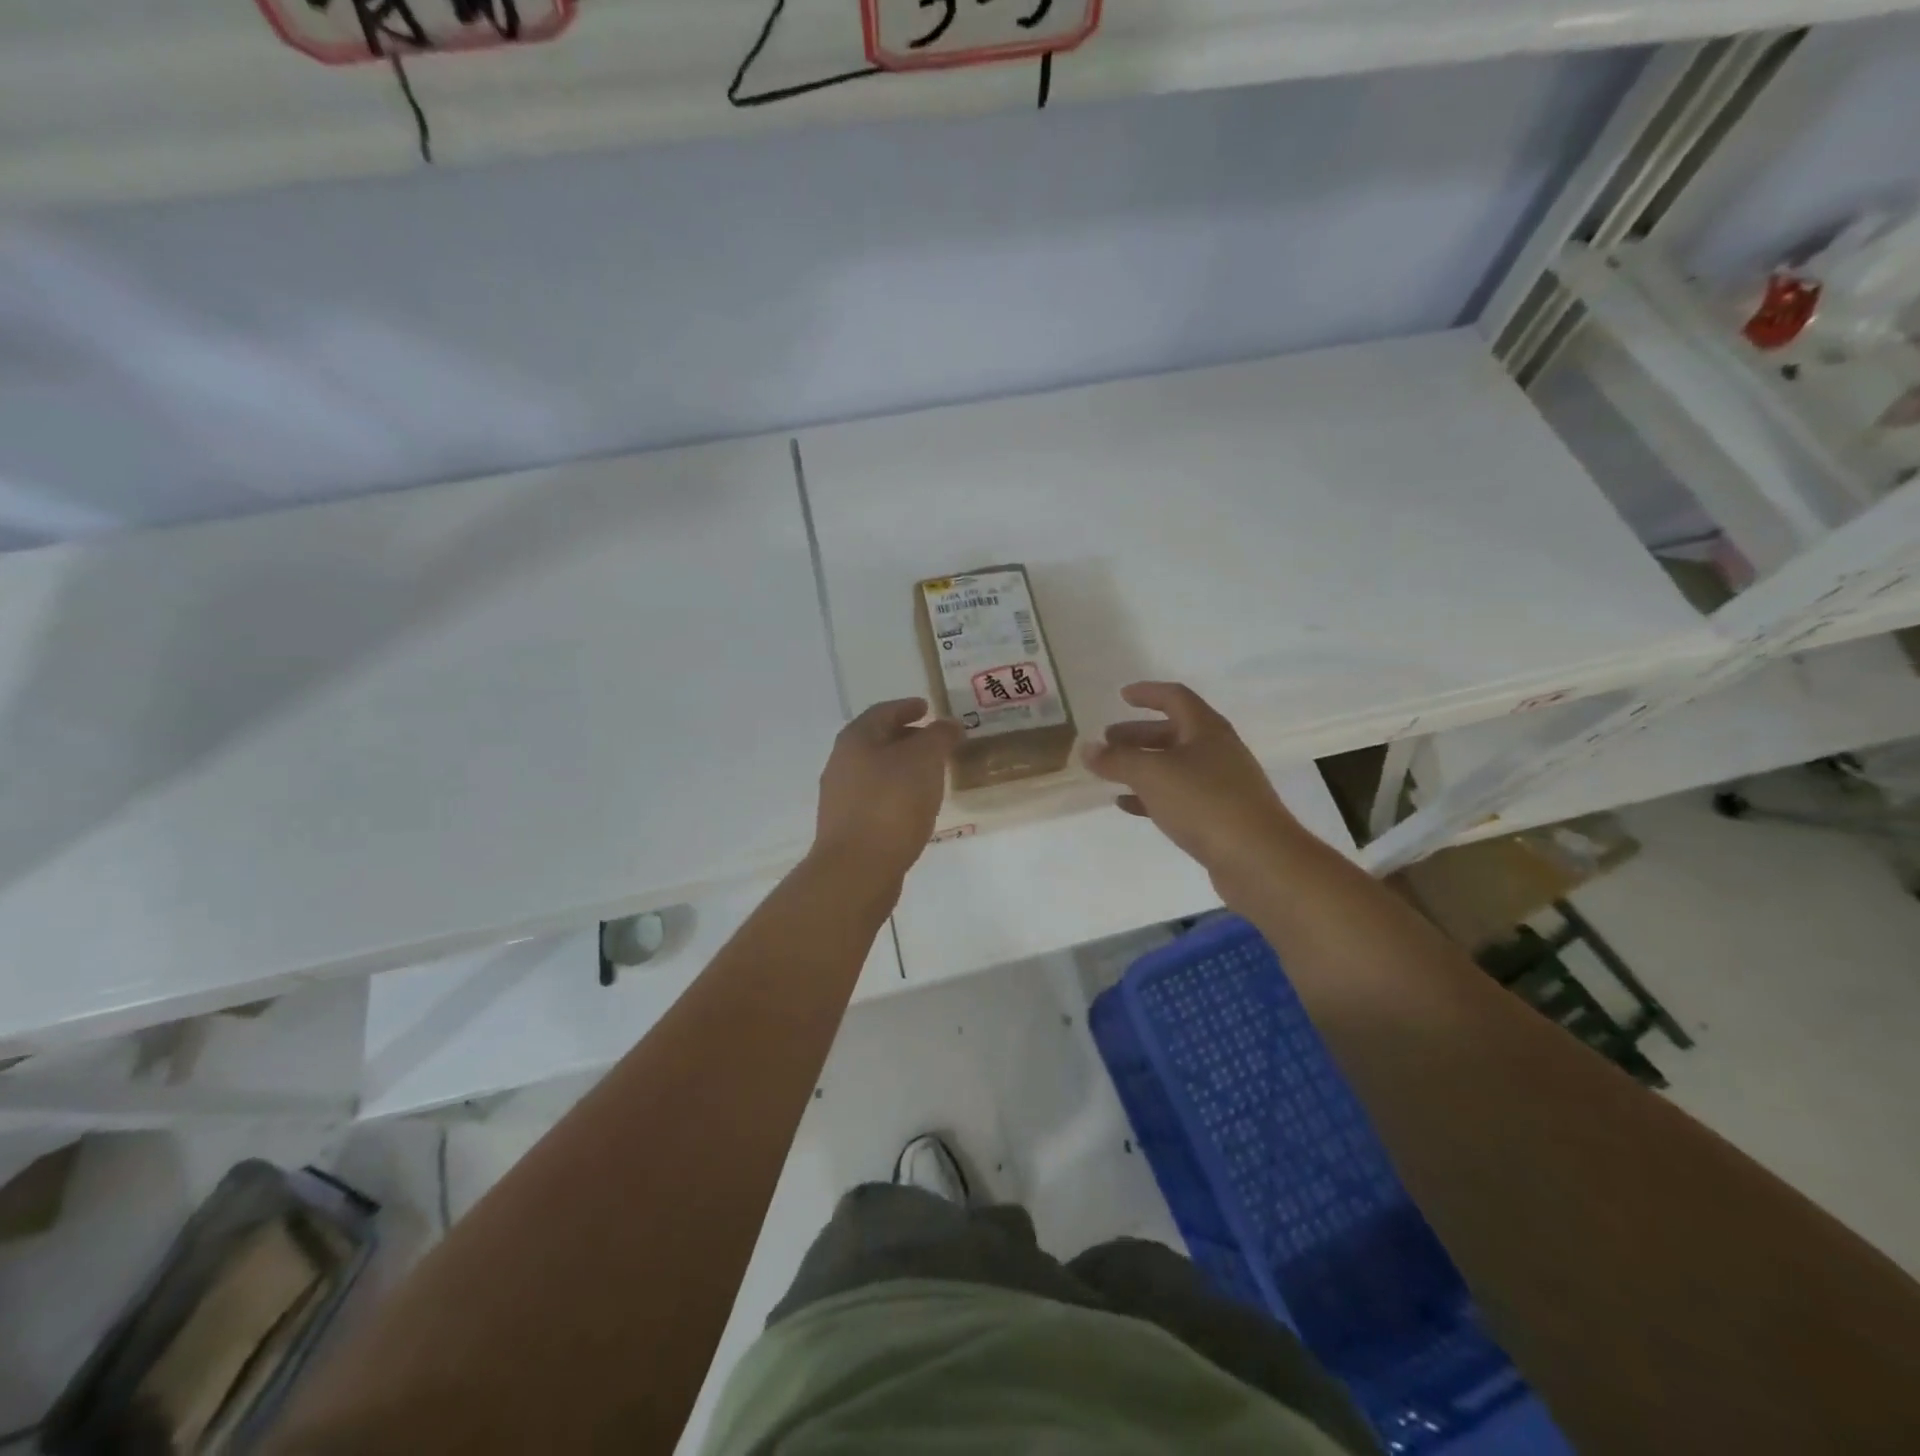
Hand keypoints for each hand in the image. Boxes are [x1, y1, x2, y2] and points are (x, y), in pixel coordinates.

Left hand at [813, 699, 962, 883]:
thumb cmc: (891, 804)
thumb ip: (939, 737)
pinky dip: (898, 793)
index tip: (927, 707)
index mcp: (855, 740)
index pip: (883, 712)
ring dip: (903, 768)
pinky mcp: (848, 827)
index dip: (907, 707)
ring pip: (877, 771)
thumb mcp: (924, 760)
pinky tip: (916, 807)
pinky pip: (877, 799)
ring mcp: (841, 798)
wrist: (857, 869)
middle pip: (877, 741)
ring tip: (932, 775)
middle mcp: (842, 764)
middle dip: (907, 738)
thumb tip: (949, 724)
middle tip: (936, 742)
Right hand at [1082, 682, 1303, 893]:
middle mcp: (1217, 752)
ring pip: (1174, 766)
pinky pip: (1178, 797)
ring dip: (1142, 765)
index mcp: (1206, 730)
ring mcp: (1221, 786)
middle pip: (1173, 733)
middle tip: (1108, 740)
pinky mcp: (1219, 817)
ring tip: (1111, 772)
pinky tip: (1127, 805)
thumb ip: (1116, 760)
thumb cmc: (1204, 803)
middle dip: (1138, 734)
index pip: (1175, 698)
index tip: (1122, 696)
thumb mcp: (1152, 774)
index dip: (1147, 693)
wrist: (1258, 859)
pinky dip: (1151, 796)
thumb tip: (1087, 748)